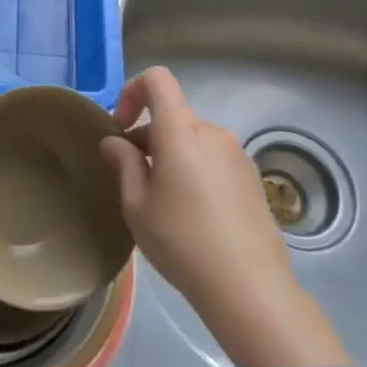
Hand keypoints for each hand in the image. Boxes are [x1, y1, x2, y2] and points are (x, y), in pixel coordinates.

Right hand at [100, 68, 340, 366]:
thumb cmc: (182, 242)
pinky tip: (192, 211)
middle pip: (174, 113)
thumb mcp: (137, 206)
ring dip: (171, 152)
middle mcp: (213, 133)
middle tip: (132, 174)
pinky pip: (213, 157)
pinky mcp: (252, 178)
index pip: (158, 79)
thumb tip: (115, 142)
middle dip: (147, 133)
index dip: (132, 91)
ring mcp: (237, 155)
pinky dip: (194, 167)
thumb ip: (124, 164)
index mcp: (182, 132)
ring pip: (193, 137)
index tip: (120, 127)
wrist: (249, 287)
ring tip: (161, 198)